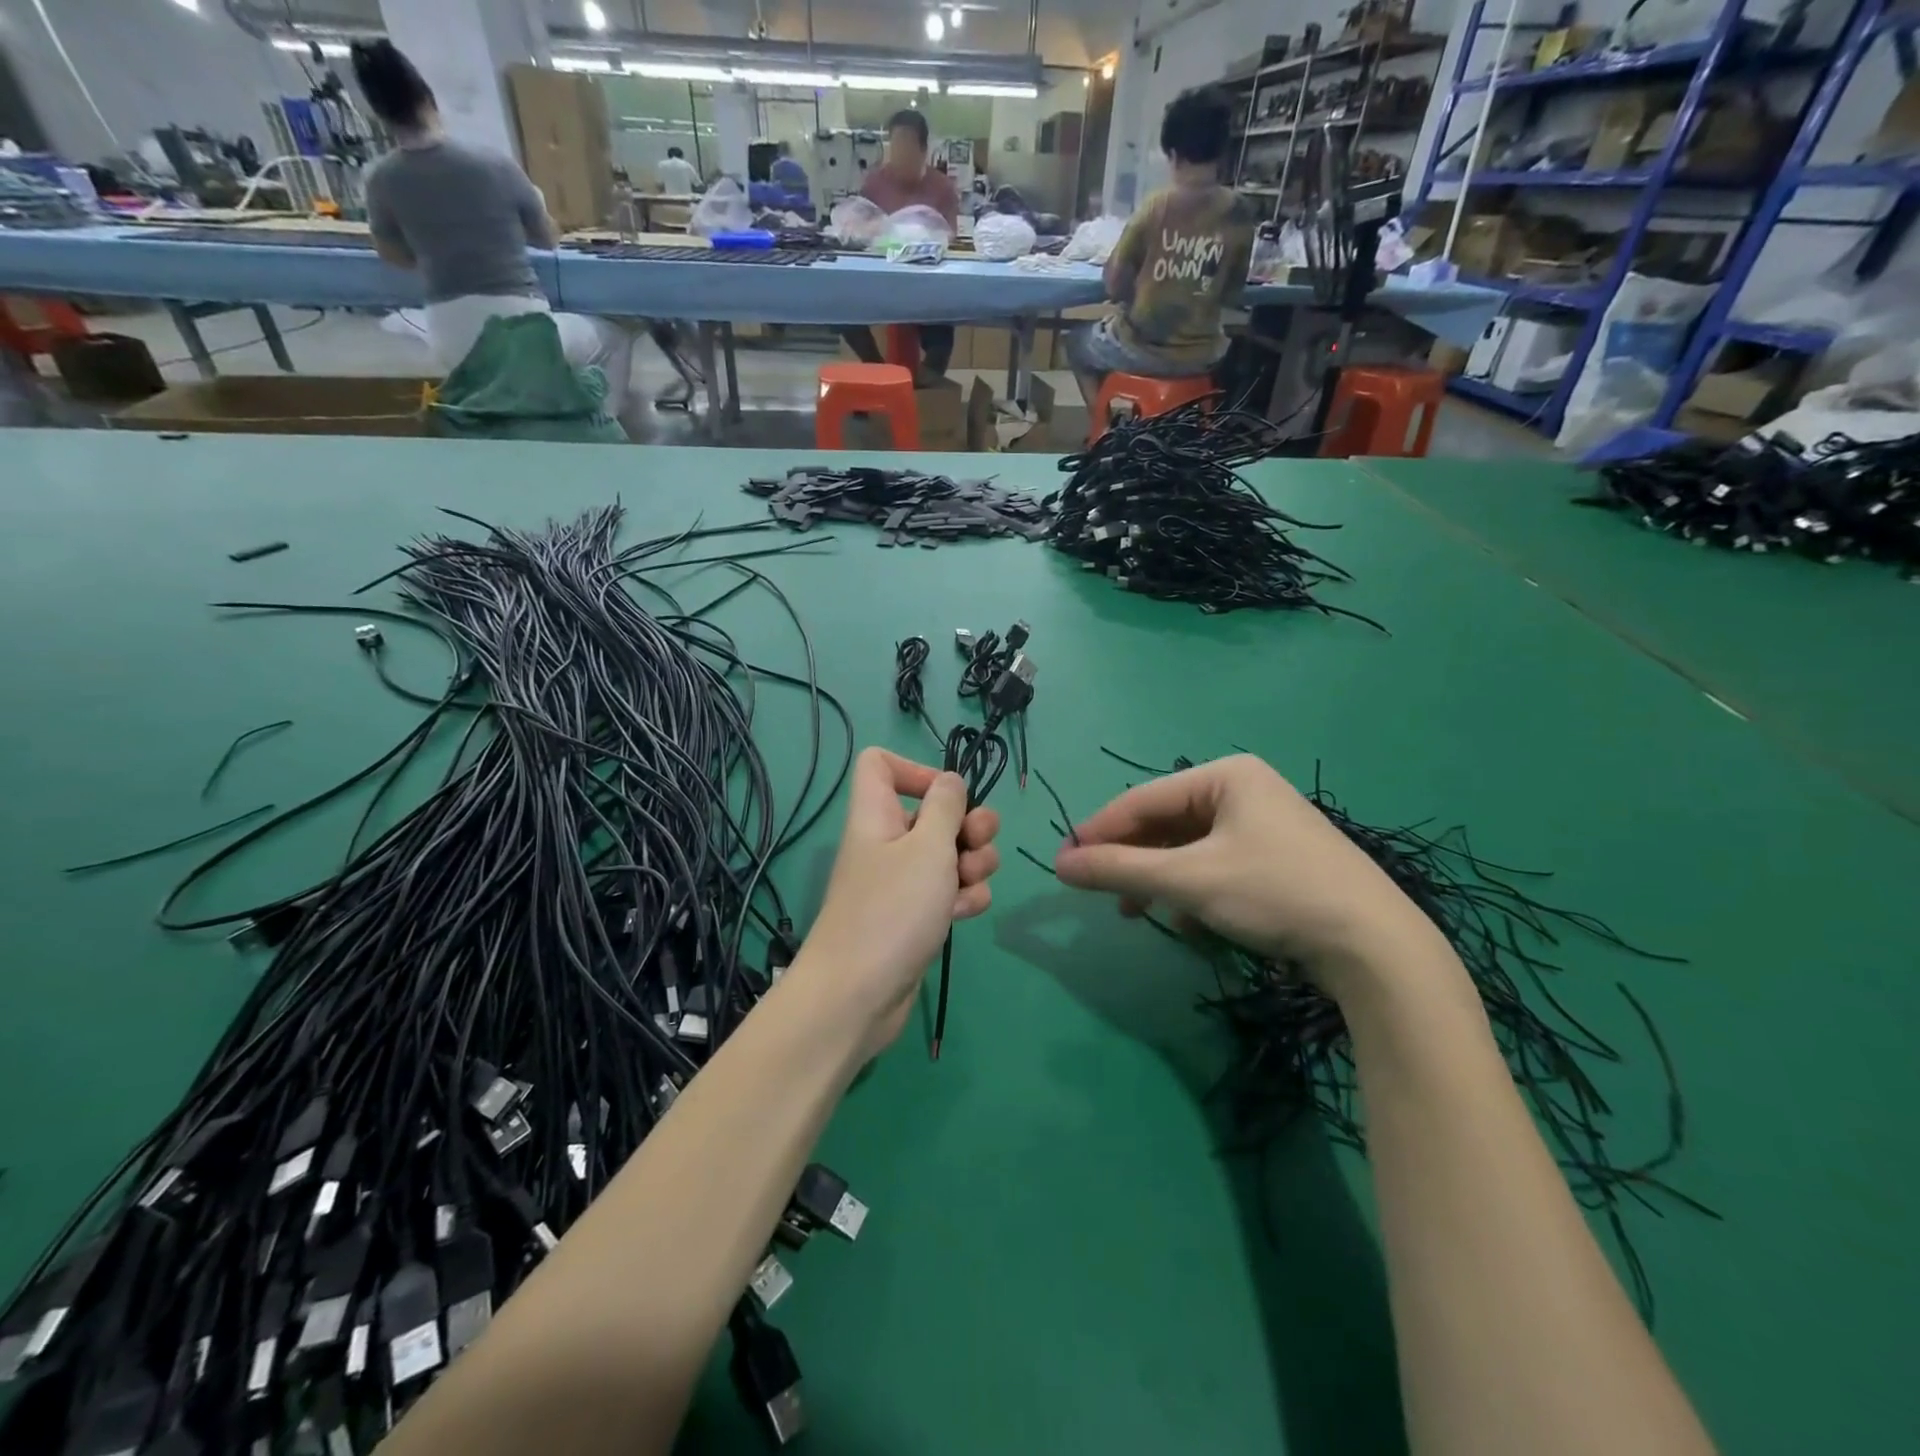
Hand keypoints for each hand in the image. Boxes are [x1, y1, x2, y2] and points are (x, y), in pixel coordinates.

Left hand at [798, 748, 1000, 1051]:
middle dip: (967, 824)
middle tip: (978, 842)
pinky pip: (947, 892)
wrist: (858, 995)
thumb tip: (950, 780)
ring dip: (973, 863)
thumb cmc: (892, 910)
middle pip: (932, 812)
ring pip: (948, 854)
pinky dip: (962, 898)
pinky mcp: (915, 917)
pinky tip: (964, 913)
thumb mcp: (928, 847)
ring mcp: (901, 883)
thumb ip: (946, 807)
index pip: (880, 764)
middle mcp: (887, 843)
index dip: (915, 768)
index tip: (947, 795)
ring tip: (971, 882)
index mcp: (877, 814)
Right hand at [1052, 754, 1448, 1004]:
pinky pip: (1214, 866)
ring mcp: (1264, 825)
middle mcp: (1244, 789)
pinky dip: (1192, 890)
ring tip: (1136, 912)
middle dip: (1132, 860)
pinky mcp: (1277, 859)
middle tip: (1099, 892)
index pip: (1143, 798)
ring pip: (1188, 848)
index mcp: (1225, 775)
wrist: (1375, 946)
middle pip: (1166, 823)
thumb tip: (1059, 864)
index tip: (1063, 861)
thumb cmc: (1274, 892)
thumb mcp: (1189, 879)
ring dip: (1159, 880)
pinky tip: (1187, 921)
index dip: (1099, 831)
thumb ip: (1119, 869)